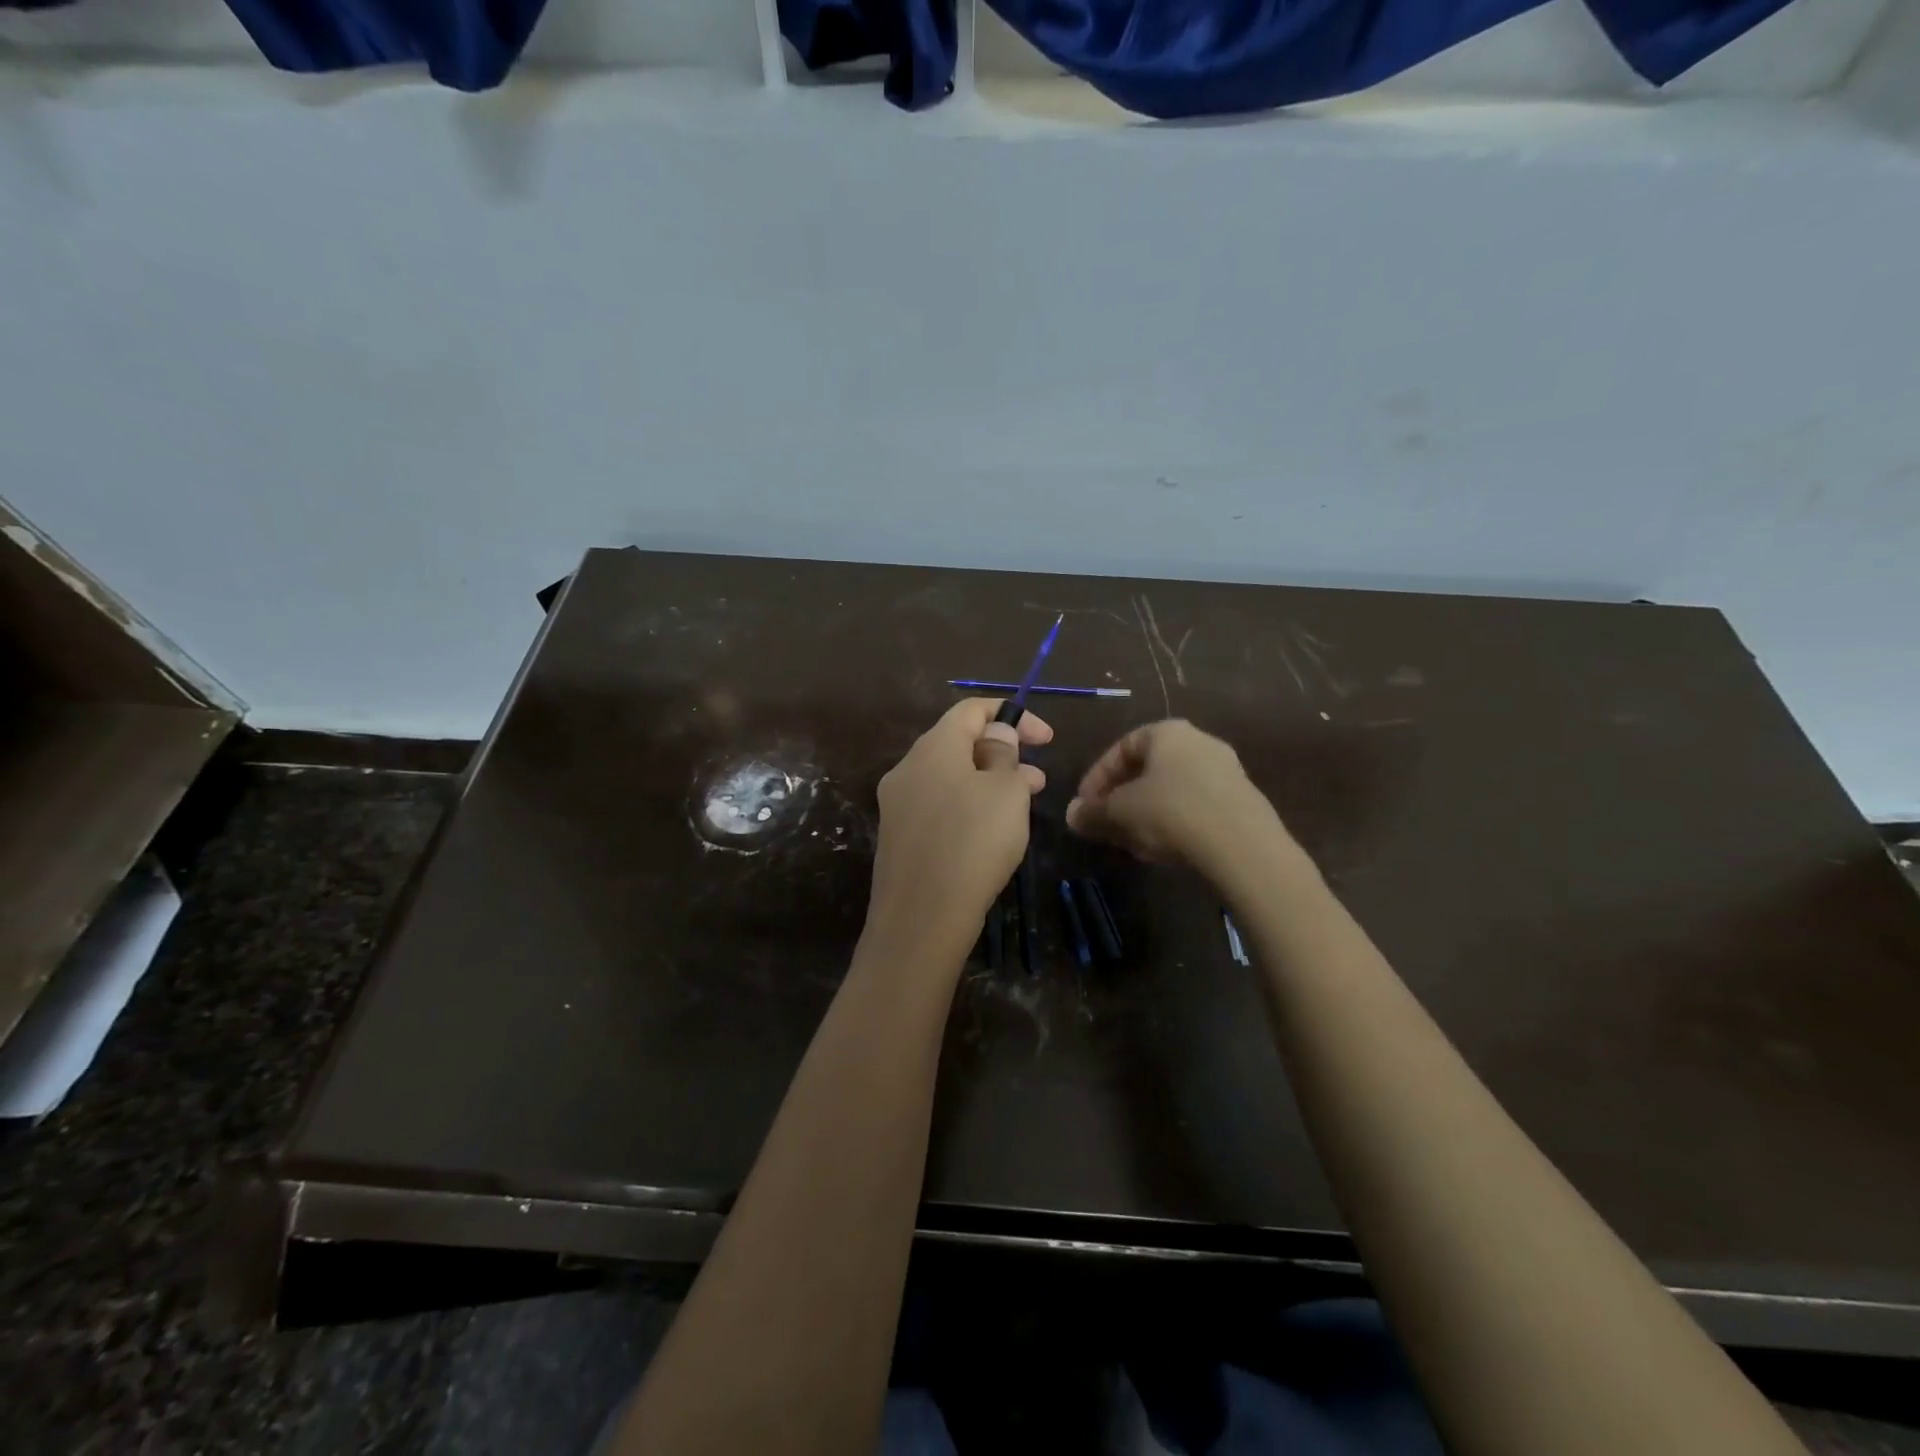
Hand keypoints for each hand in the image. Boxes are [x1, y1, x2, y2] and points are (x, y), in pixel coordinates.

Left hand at [867, 699, 1051, 955]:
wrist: (921, 919)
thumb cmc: (973, 843)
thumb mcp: (1005, 792)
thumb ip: (1004, 754)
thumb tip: (996, 734)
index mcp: (933, 747)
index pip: (971, 709)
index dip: (1012, 715)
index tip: (1046, 738)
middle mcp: (908, 768)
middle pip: (958, 743)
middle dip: (1003, 753)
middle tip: (1038, 777)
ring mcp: (898, 805)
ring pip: (951, 778)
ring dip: (989, 782)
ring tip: (1024, 803)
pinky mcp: (899, 838)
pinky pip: (939, 807)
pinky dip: (969, 806)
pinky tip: (992, 832)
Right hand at [1066, 719, 1285, 872]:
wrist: (1242, 845)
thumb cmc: (1171, 812)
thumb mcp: (1120, 812)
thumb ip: (1092, 812)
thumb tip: (1071, 815)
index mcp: (1168, 733)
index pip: (1122, 747)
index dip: (1097, 777)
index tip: (1085, 805)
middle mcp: (1199, 742)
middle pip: (1148, 769)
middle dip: (1122, 799)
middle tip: (1107, 825)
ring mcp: (1225, 770)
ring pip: (1171, 790)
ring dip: (1146, 814)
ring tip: (1132, 843)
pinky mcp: (1241, 800)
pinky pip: (1195, 806)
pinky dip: (1173, 822)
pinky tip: (1164, 850)